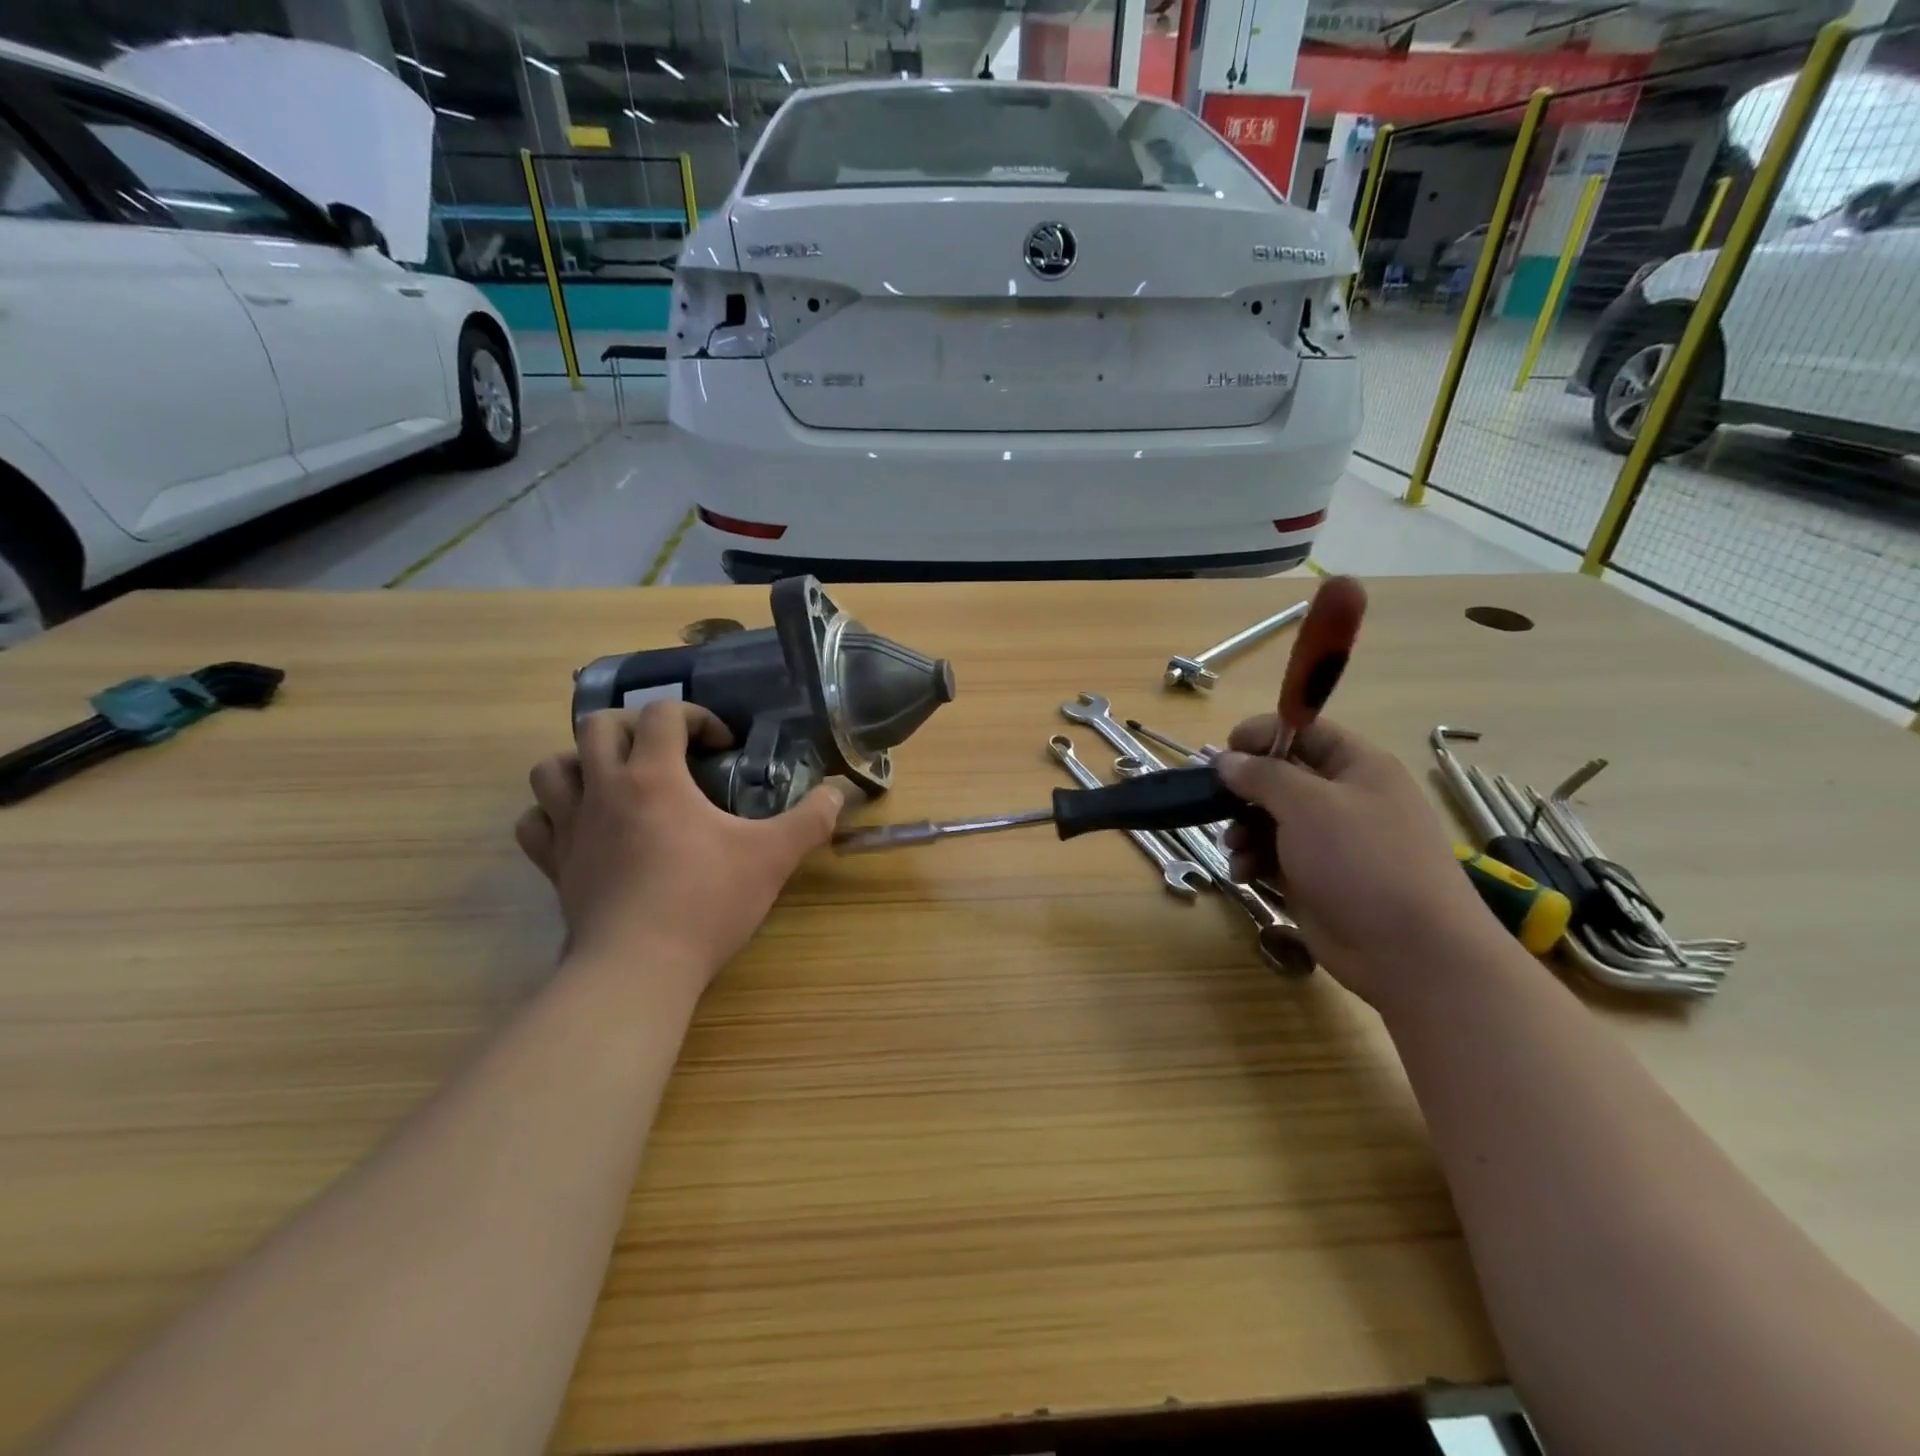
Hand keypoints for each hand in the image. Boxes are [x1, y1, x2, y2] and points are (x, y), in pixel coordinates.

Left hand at [515, 704, 843, 990]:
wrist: (639, 968)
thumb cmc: (706, 902)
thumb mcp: (772, 857)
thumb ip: (810, 820)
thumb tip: (839, 794)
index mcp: (654, 776)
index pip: (663, 714)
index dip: (696, 716)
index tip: (722, 745)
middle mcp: (605, 790)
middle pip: (597, 726)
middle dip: (633, 725)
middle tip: (665, 751)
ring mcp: (572, 828)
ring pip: (552, 768)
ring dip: (581, 762)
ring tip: (615, 780)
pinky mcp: (555, 865)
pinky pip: (536, 823)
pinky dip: (553, 814)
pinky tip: (582, 826)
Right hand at [1216, 717, 1499, 1009]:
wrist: (1409, 951)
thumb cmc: (1362, 861)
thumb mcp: (1308, 805)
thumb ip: (1262, 776)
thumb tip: (1226, 760)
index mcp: (1357, 767)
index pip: (1304, 732)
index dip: (1263, 734)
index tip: (1225, 750)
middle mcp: (1344, 799)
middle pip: (1281, 777)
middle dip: (1245, 790)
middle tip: (1216, 801)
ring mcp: (1330, 842)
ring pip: (1270, 819)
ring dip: (1243, 829)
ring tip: (1235, 846)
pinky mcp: (1315, 878)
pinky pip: (1272, 856)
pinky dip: (1253, 861)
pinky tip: (1243, 874)